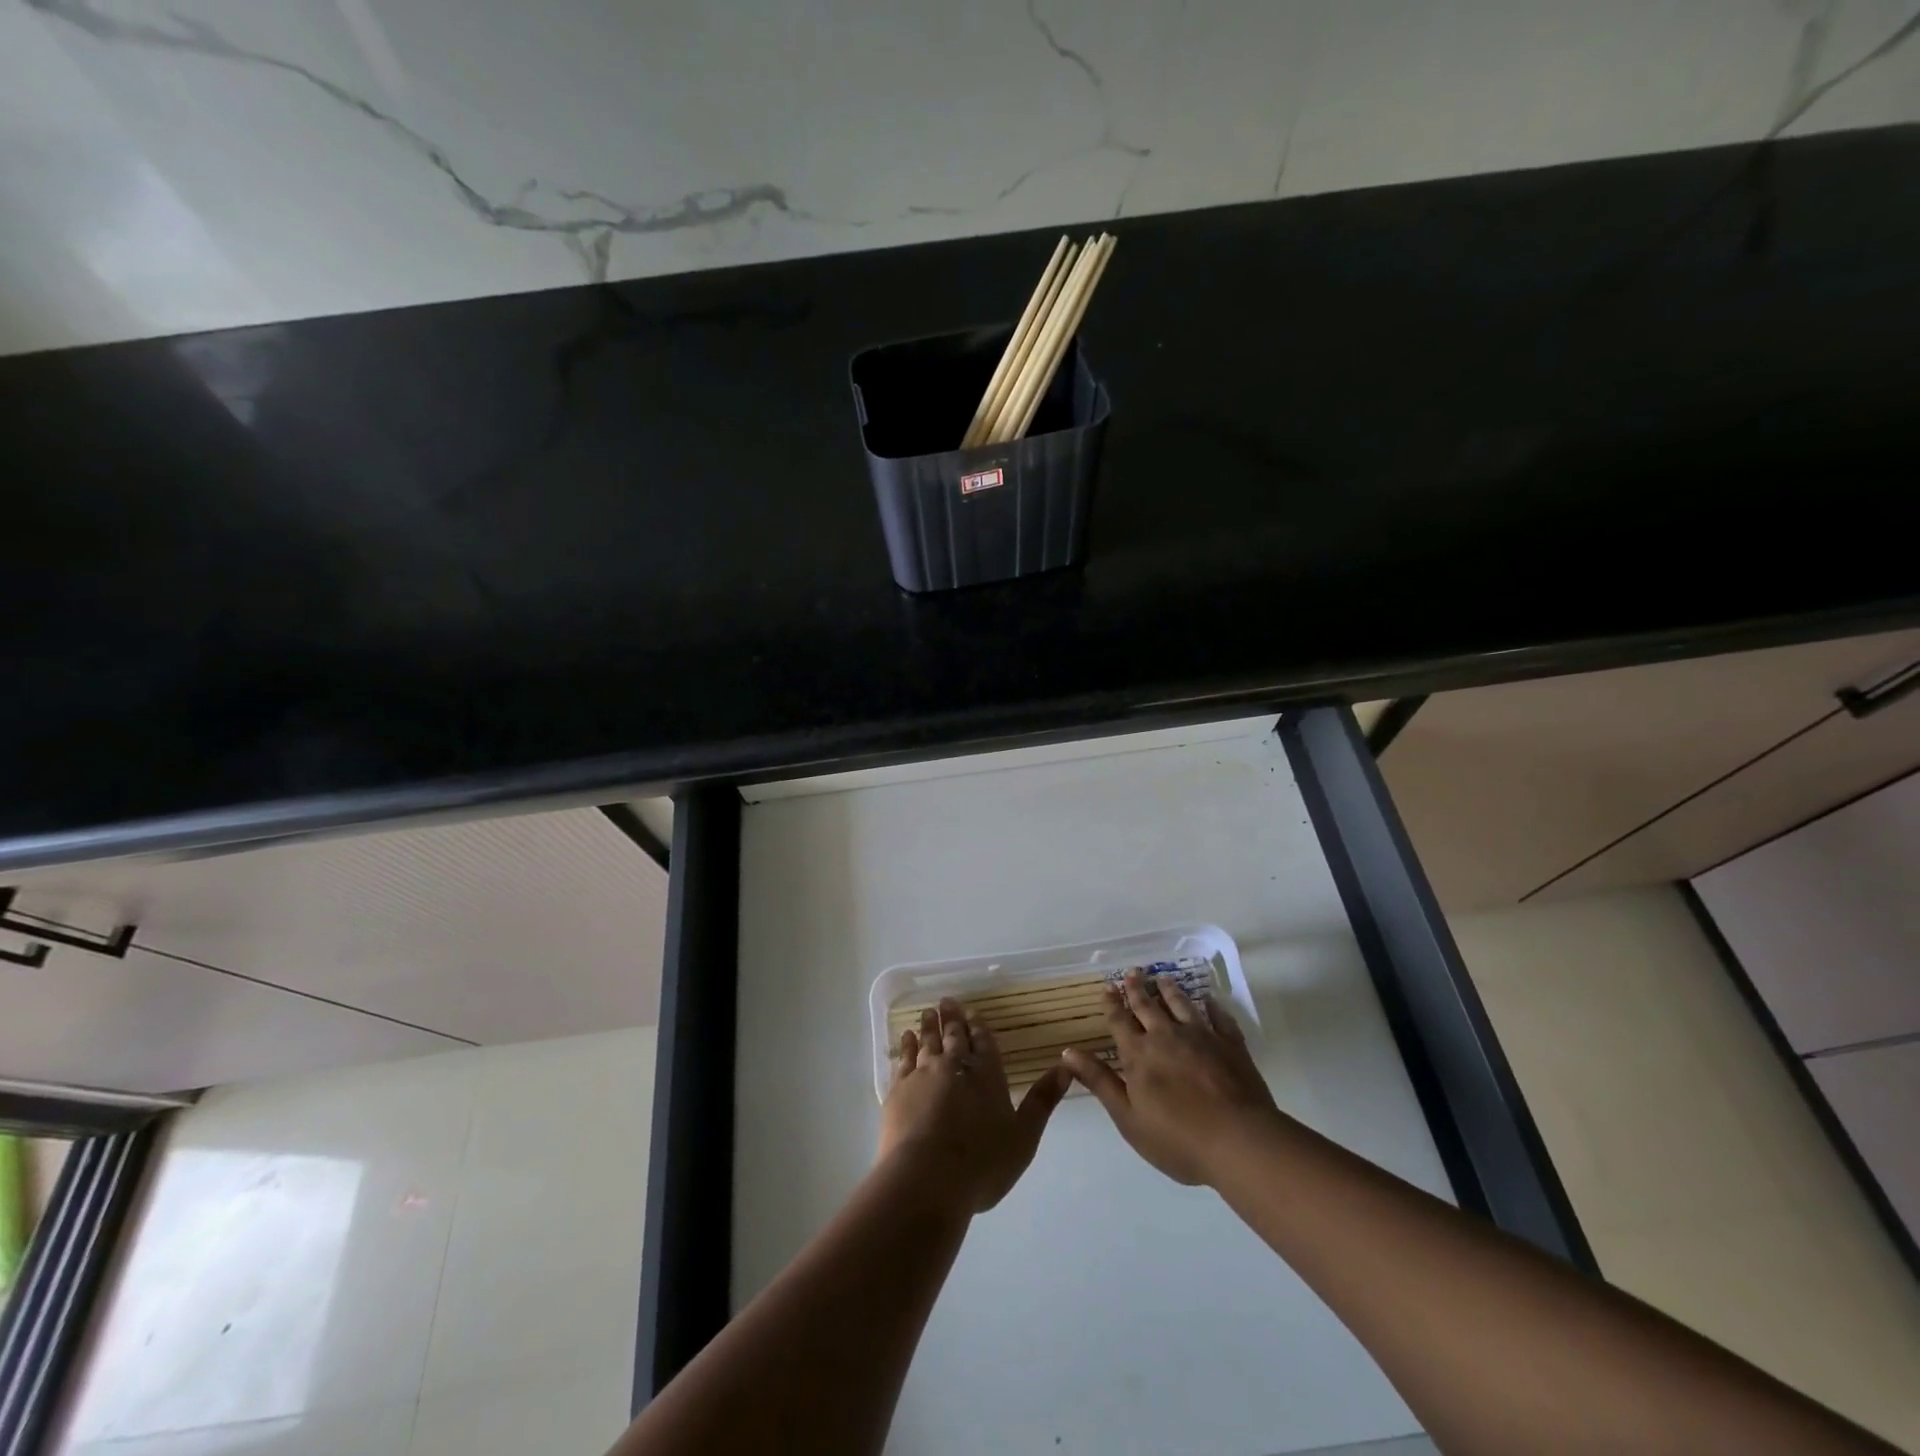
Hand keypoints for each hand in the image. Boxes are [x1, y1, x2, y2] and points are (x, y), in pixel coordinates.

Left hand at [879, 998, 1069, 1213]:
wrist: (926, 1178)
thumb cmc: (981, 1164)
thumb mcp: (1023, 1137)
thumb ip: (1042, 1101)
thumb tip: (1067, 1067)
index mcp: (987, 1076)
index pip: (984, 1043)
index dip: (978, 1026)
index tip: (972, 1011)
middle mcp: (955, 1067)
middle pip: (954, 1036)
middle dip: (953, 1019)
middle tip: (947, 1001)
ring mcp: (924, 1075)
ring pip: (928, 1042)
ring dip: (929, 1026)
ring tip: (928, 1012)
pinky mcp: (898, 1089)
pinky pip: (904, 1059)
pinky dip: (906, 1045)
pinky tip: (906, 1037)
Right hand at [1063, 970, 1280, 1185]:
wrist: (1238, 1141)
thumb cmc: (1177, 1139)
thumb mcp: (1127, 1117)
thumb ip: (1099, 1082)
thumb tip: (1067, 1051)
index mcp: (1139, 1055)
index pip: (1120, 1022)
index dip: (1112, 1004)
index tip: (1108, 986)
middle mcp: (1166, 1037)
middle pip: (1148, 1006)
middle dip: (1138, 989)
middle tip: (1133, 971)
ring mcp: (1201, 1037)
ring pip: (1181, 1005)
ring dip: (1170, 990)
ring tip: (1163, 978)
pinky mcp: (1230, 1045)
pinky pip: (1219, 1018)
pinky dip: (1213, 1006)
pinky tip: (1210, 1000)